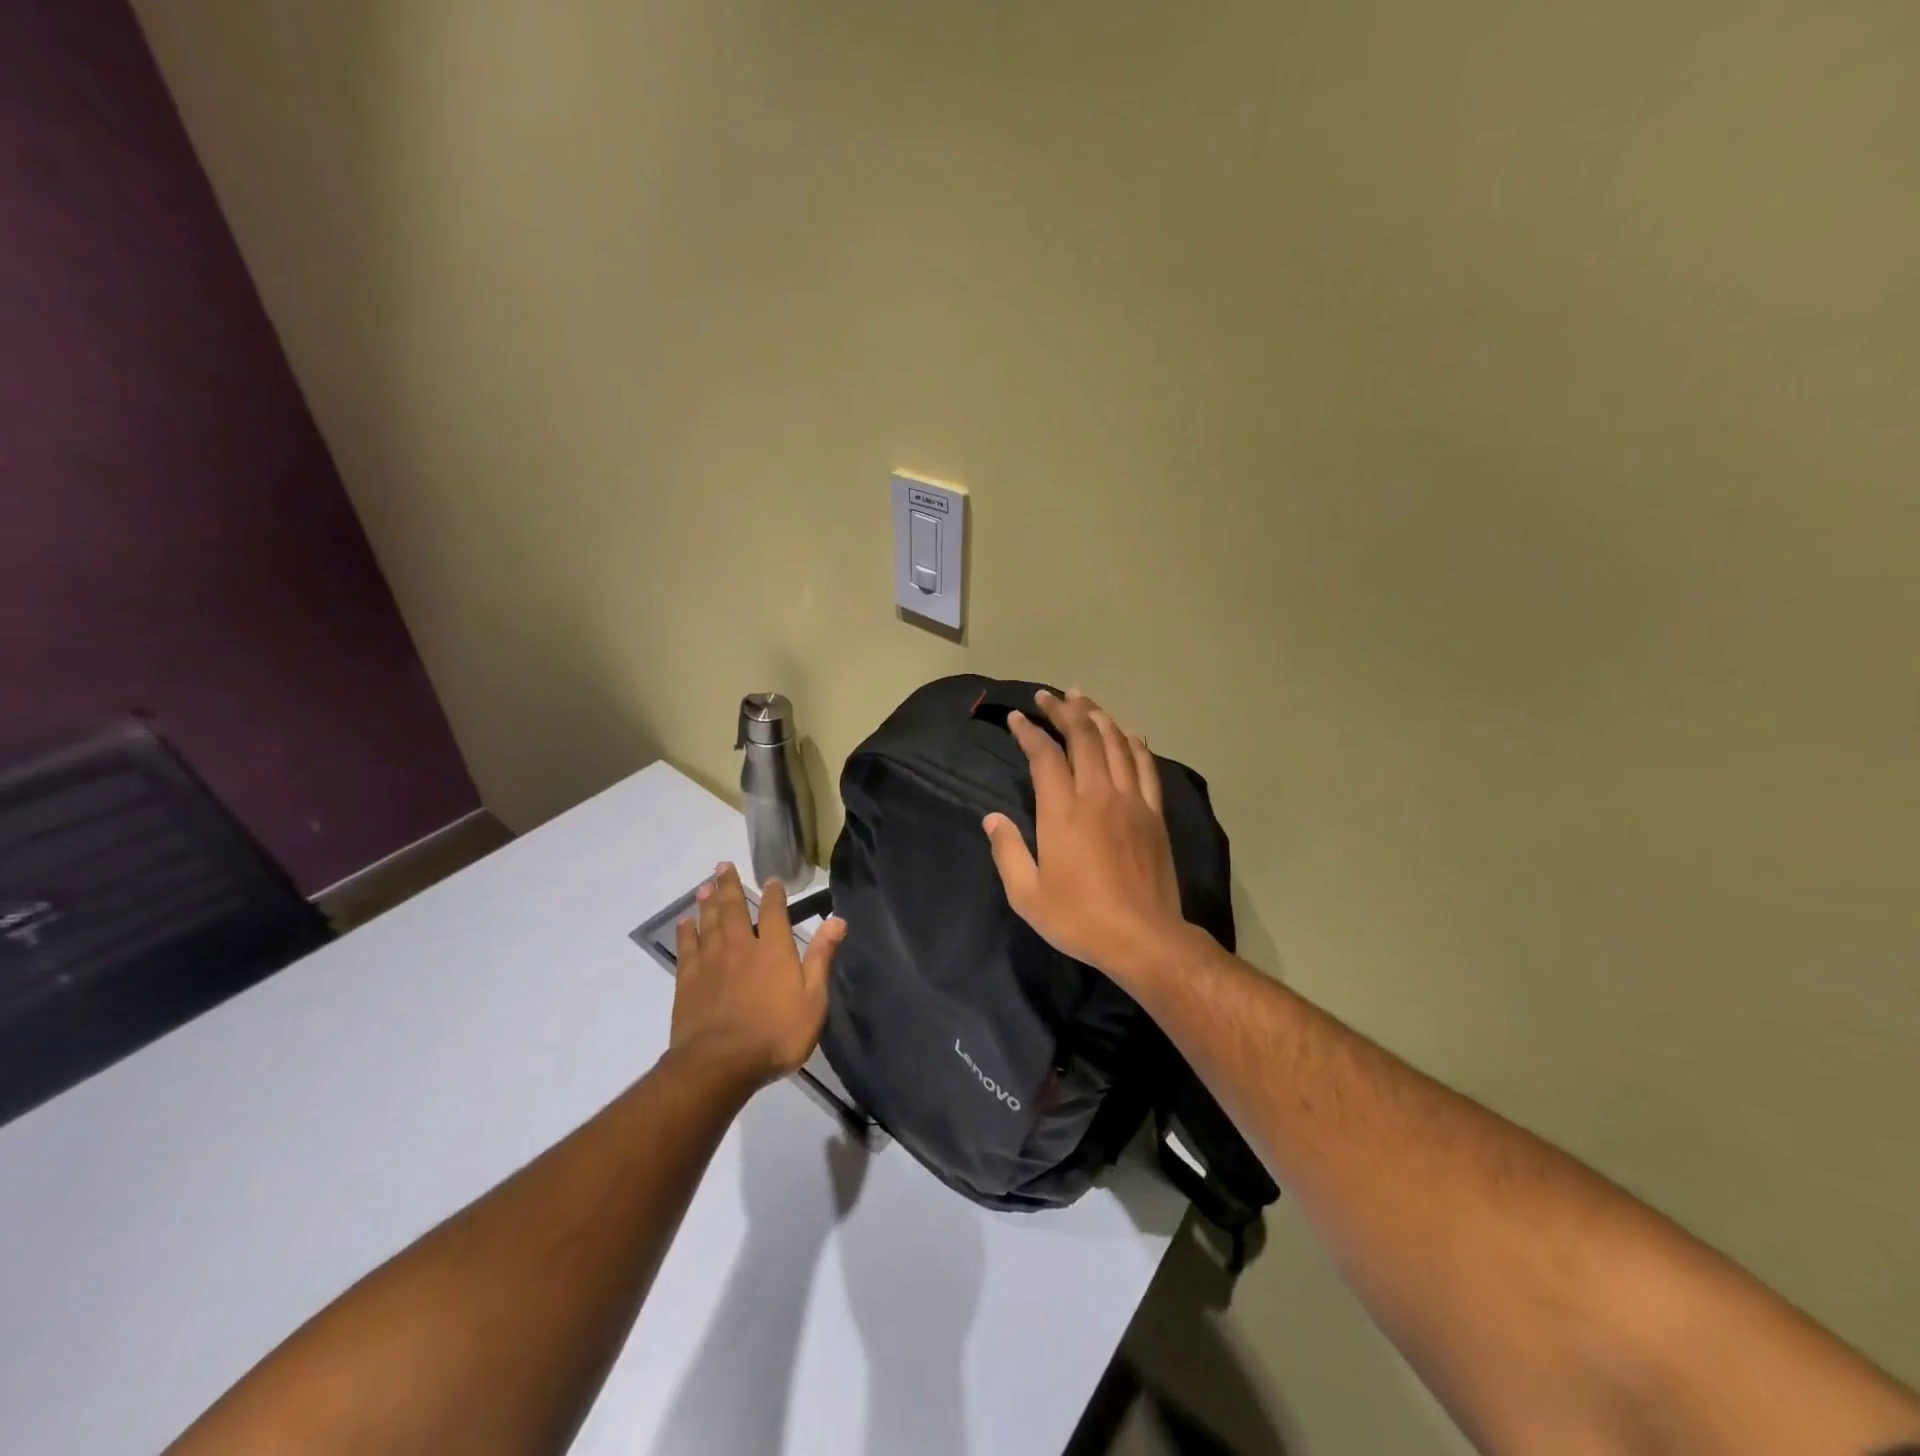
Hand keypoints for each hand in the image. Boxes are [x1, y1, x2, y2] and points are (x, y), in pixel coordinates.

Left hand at [670, 863, 845, 1090]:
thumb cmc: (775, 1034)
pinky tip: (685, 922)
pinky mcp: (688, 980)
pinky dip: (686, 931)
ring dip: (708, 902)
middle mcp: (741, 946)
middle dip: (730, 885)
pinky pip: (687, 947)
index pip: (774, 912)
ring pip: (709, 922)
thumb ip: (822, 958)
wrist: (720, 1063)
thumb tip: (837, 919)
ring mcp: (711, 962)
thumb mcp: (813, 1000)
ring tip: (705, 885)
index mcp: (774, 949)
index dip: (774, 893)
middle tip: (723, 866)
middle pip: (734, 908)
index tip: (771, 879)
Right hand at [982, 689, 1189, 986]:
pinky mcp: (1155, 814)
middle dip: (1063, 711)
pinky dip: (1135, 743)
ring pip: (1116, 743)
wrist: (1144, 938)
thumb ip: (1008, 851)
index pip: (1045, 755)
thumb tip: (993, 818)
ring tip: (1082, 699)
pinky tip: (1128, 732)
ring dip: (1097, 716)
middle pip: (1083, 737)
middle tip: (1048, 696)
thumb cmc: (1080, 918)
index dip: (1029, 731)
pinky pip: (1147, 766)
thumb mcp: (1027, 895)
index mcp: (1063, 812)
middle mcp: (1099, 795)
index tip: (1017, 717)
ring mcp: (1132, 801)